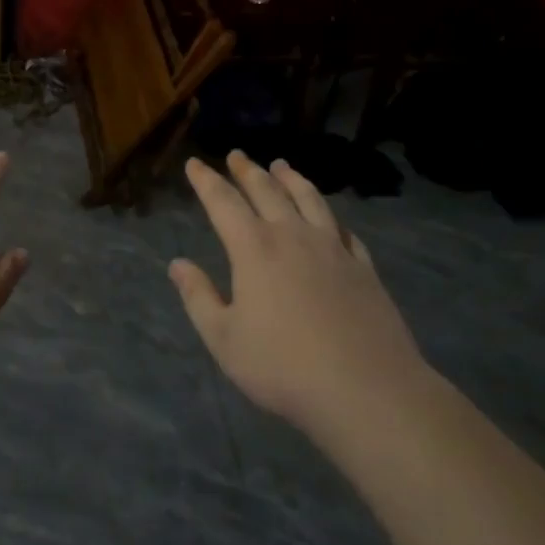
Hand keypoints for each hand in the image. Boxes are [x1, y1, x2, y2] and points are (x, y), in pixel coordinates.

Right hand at [171, 152, 428, 437]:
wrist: (366, 389)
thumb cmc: (284, 366)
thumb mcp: (225, 339)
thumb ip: (199, 298)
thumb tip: (178, 264)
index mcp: (254, 248)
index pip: (223, 202)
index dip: (206, 181)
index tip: (195, 163)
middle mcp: (292, 236)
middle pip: (267, 191)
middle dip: (247, 171)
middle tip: (237, 155)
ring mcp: (333, 248)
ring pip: (309, 199)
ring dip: (291, 178)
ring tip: (281, 165)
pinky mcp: (363, 267)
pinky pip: (343, 229)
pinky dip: (330, 216)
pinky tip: (329, 218)